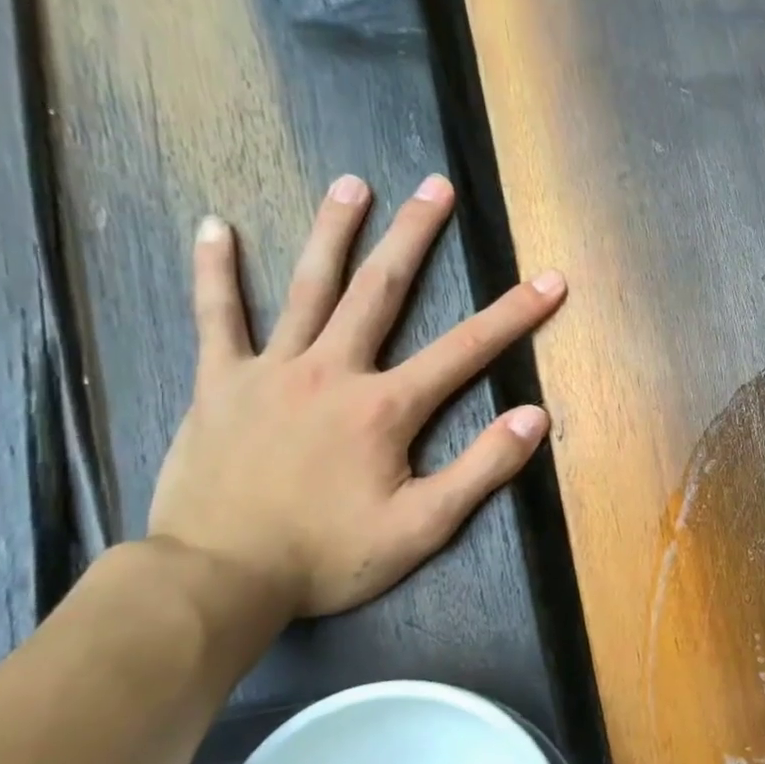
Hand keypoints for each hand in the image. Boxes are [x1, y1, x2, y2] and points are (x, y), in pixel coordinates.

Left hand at [148, 173, 565, 619]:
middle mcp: (332, 371)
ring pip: (307, 287)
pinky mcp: (220, 383)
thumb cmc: (327, 555)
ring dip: (333, 232)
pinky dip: (215, 271)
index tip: (550, 280)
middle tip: (437, 185)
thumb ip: (481, 469)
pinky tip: (214, 226)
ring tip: (353, 184)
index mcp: (385, 407)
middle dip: (416, 235)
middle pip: (382, 290)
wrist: (219, 578)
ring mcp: (271, 370)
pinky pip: (217, 317)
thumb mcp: (422, 527)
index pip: (466, 350)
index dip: (515, 313)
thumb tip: (533, 417)